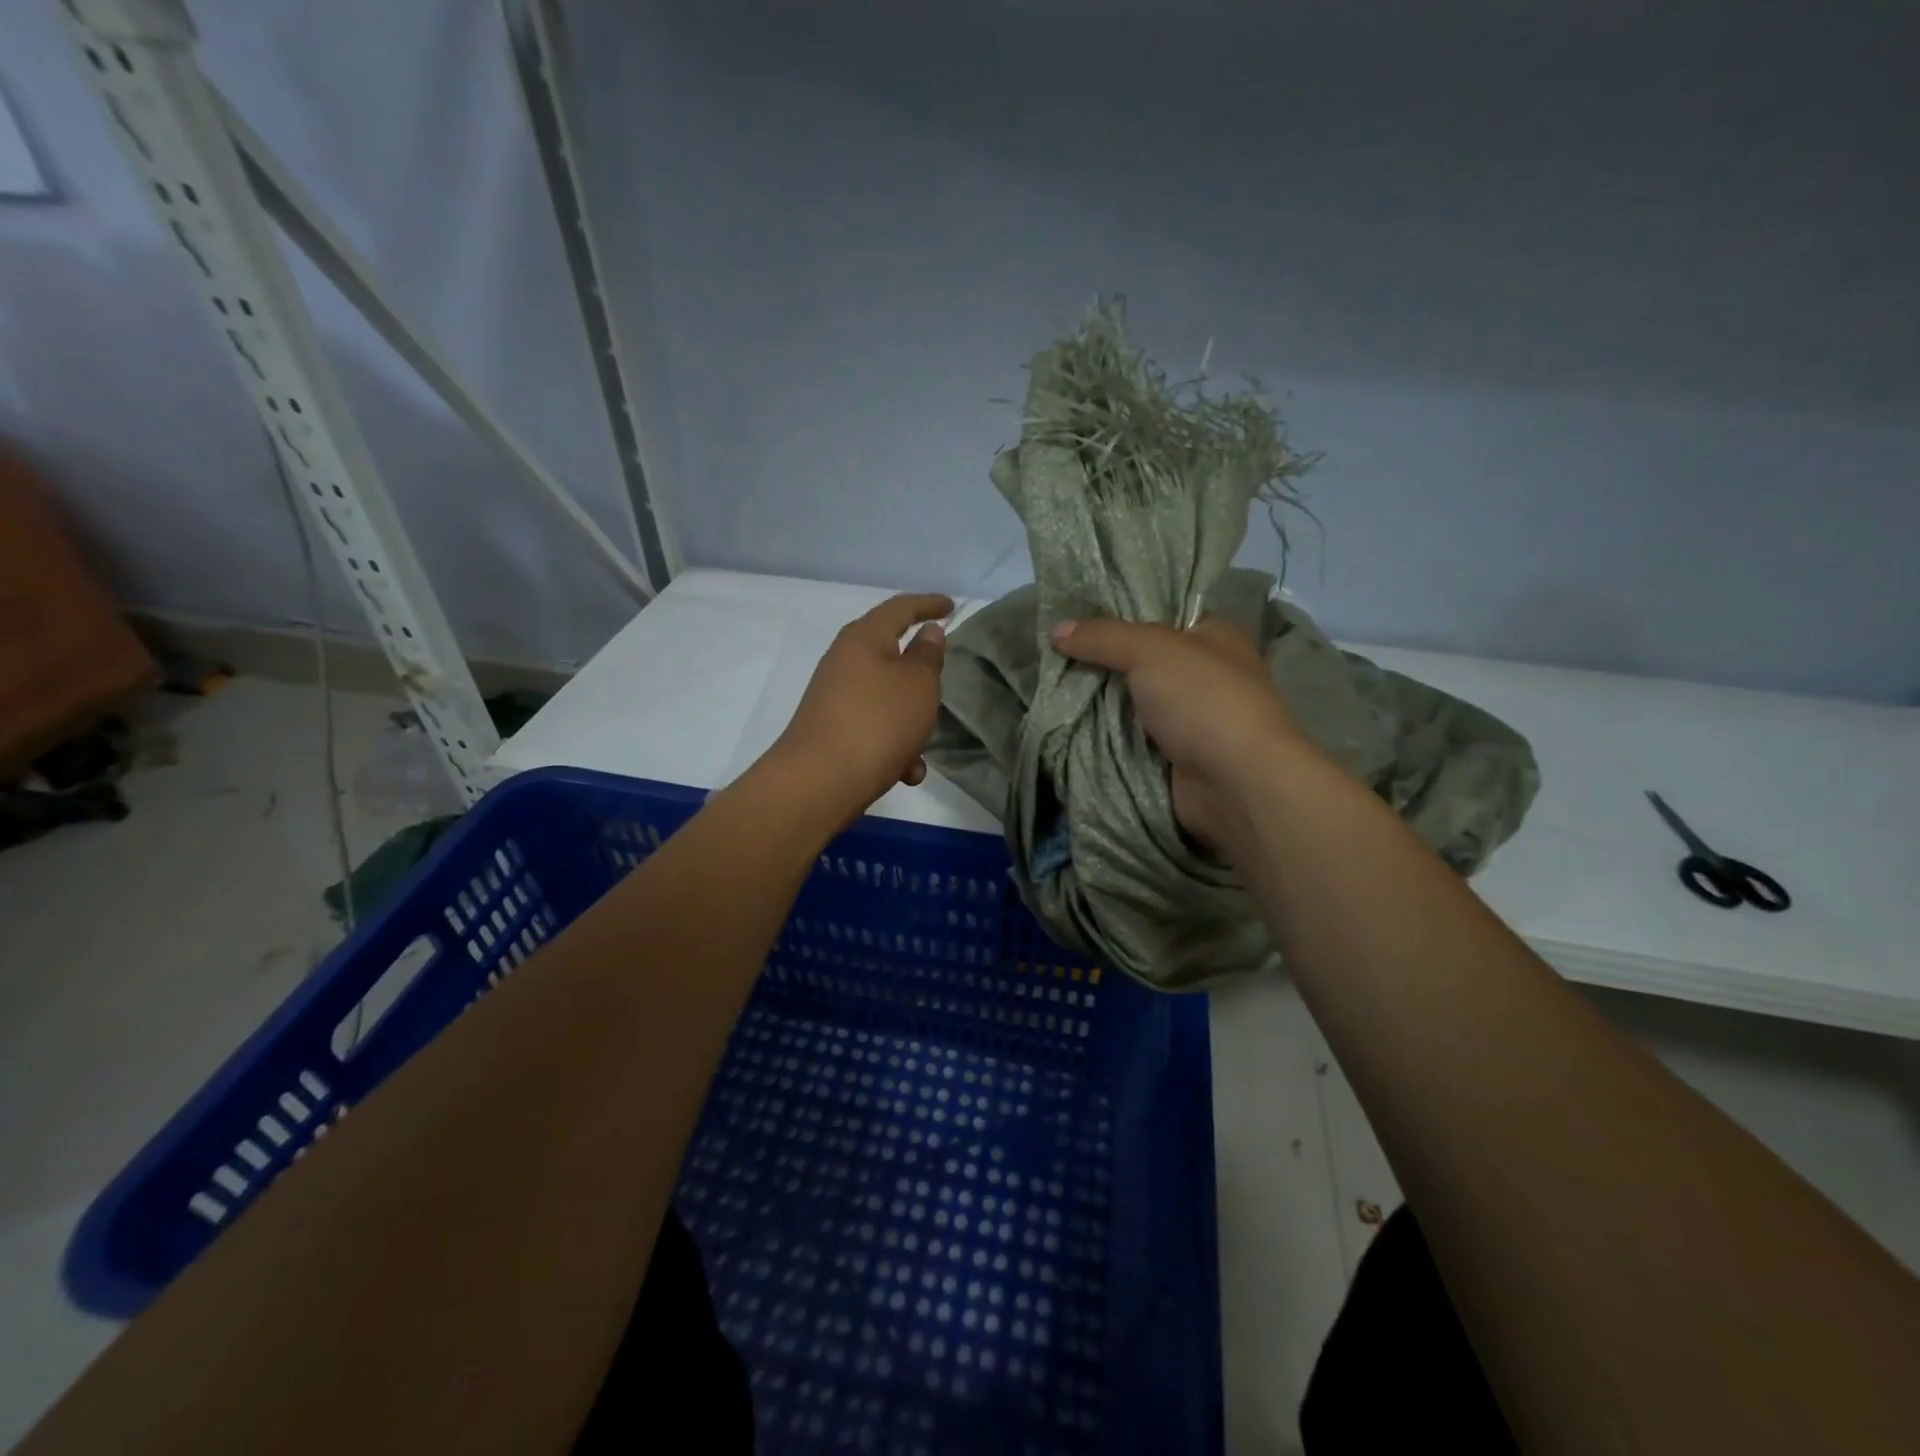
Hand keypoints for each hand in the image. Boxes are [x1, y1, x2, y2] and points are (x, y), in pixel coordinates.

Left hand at [774, 593, 952, 813]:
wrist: (820, 781)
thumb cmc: (878, 722)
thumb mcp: (918, 684)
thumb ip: (928, 655)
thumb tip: (927, 632)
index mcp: (863, 638)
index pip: (900, 607)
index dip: (928, 604)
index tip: (951, 607)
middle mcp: (845, 661)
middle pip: (891, 655)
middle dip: (920, 676)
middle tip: (940, 684)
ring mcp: (836, 697)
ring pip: (887, 699)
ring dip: (911, 722)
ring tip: (921, 749)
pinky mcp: (833, 730)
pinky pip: (875, 729)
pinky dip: (895, 746)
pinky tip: (905, 772)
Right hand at [1050, 614, 1300, 850]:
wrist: (1236, 783)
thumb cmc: (1203, 700)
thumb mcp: (1150, 650)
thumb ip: (1103, 636)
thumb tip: (1056, 629)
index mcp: (1212, 635)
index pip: (1159, 614)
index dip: (1117, 614)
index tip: (1072, 619)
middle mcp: (1202, 674)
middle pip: (1138, 661)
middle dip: (1098, 662)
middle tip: (1052, 657)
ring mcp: (1188, 719)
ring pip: (1129, 702)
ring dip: (1096, 703)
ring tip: (1048, 691)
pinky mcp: (1173, 756)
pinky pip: (1129, 739)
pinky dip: (1103, 737)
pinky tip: (1066, 727)